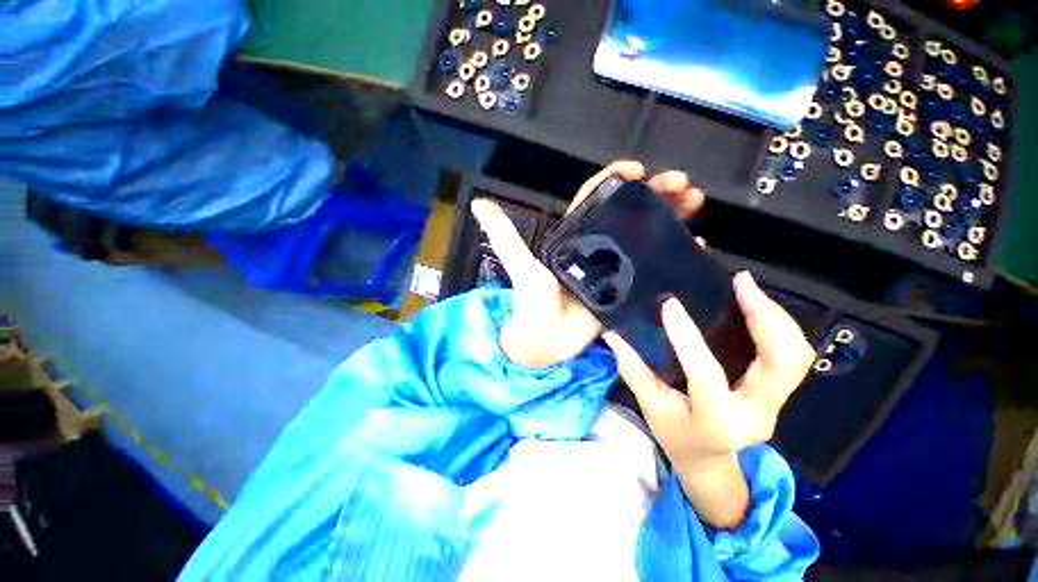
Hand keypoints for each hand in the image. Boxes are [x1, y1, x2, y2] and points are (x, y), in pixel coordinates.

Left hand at [471, 161, 703, 368]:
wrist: (545, 344)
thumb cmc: (531, 306)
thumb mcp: (521, 268)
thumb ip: (505, 237)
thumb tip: (479, 203)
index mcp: (574, 238)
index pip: (595, 199)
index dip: (615, 180)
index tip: (639, 169)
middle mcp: (596, 247)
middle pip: (628, 212)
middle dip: (655, 194)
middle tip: (684, 184)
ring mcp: (614, 267)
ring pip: (644, 233)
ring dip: (669, 215)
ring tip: (695, 203)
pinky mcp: (626, 287)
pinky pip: (651, 264)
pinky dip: (671, 251)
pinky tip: (694, 242)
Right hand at [602, 272, 814, 527]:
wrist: (708, 460)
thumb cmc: (676, 435)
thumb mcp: (650, 408)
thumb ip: (633, 370)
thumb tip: (613, 335)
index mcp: (717, 421)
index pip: (706, 375)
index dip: (687, 338)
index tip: (670, 304)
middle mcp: (757, 413)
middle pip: (783, 363)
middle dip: (765, 317)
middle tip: (742, 283)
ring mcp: (775, 404)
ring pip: (796, 355)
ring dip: (776, 317)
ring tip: (748, 288)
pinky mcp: (778, 392)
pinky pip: (791, 355)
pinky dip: (777, 326)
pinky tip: (756, 306)